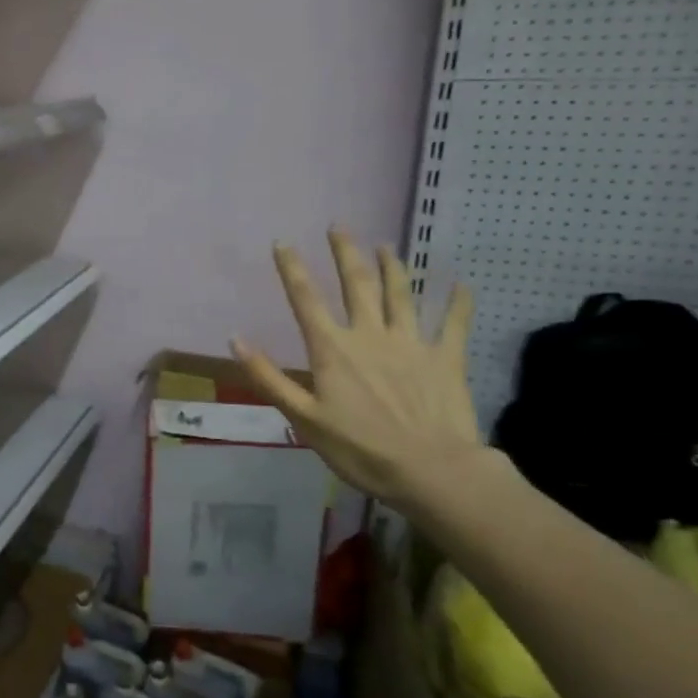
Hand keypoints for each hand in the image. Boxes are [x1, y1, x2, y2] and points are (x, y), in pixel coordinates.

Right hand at [231, 231, 480, 506]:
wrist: (430, 470)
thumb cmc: (359, 449)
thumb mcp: (303, 419)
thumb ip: (269, 378)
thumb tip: (235, 340)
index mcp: (333, 350)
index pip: (306, 300)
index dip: (292, 269)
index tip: (283, 242)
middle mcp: (370, 335)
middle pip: (356, 285)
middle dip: (345, 253)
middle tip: (339, 227)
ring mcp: (412, 343)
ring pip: (401, 294)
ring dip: (392, 267)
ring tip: (386, 245)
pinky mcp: (446, 358)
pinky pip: (454, 323)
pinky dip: (458, 302)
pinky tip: (461, 283)